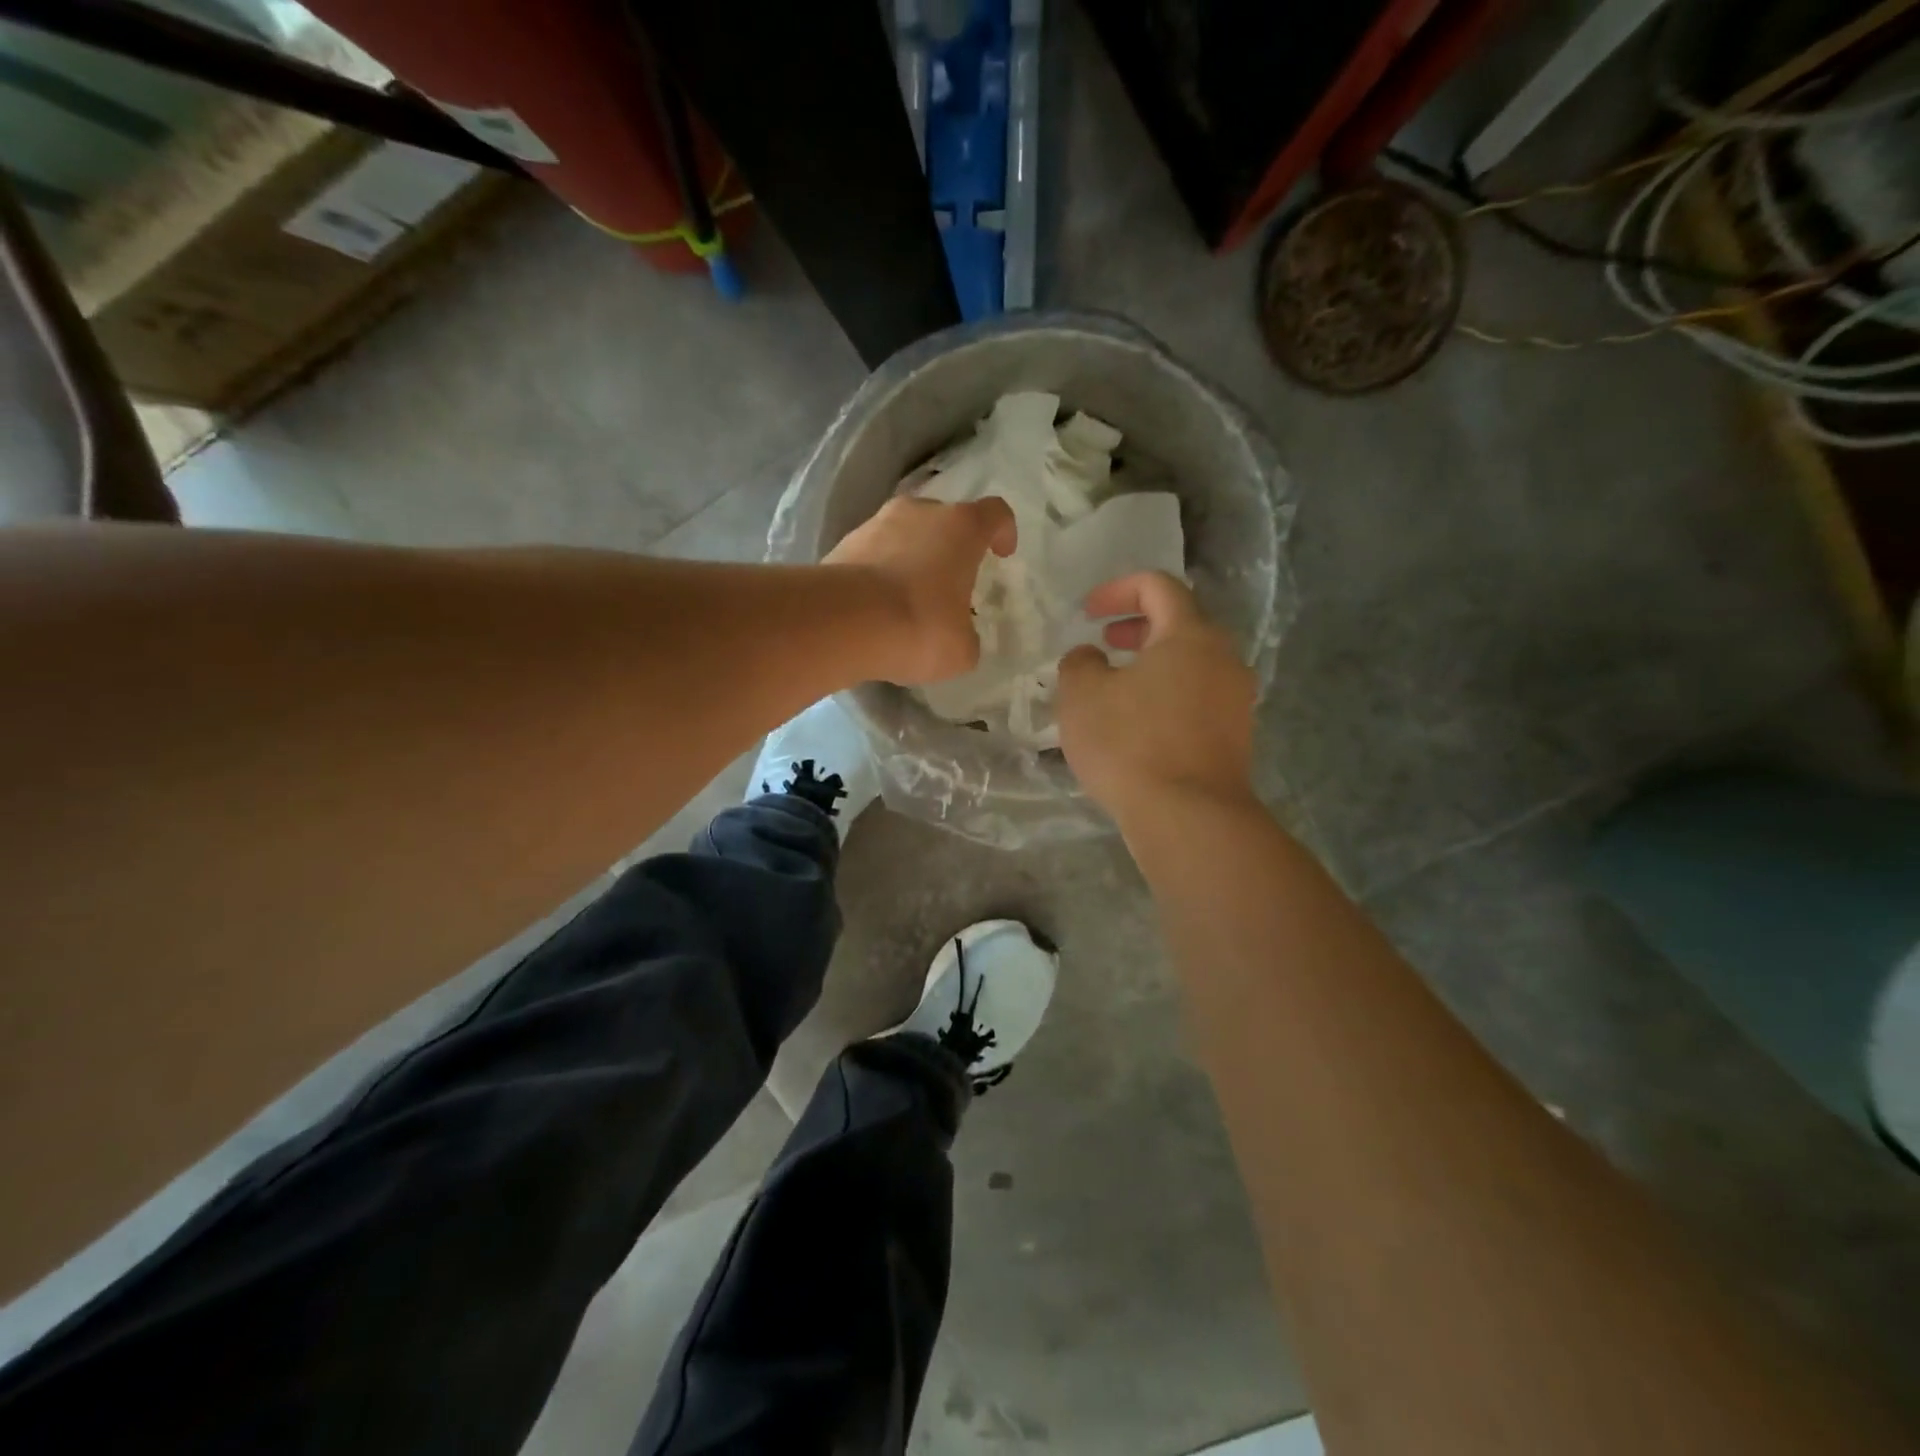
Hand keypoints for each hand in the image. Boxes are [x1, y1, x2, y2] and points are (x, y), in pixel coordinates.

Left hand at [824, 495, 1015, 685]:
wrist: (842, 622)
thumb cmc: (919, 626)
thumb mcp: (961, 650)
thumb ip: (967, 637)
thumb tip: (958, 637)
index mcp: (961, 528)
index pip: (995, 513)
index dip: (1003, 531)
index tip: (1002, 554)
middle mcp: (919, 512)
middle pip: (945, 519)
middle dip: (950, 547)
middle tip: (950, 584)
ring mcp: (875, 523)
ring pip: (904, 534)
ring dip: (911, 558)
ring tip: (908, 599)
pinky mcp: (842, 544)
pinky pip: (873, 554)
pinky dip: (880, 572)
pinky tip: (877, 607)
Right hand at [1057, 572, 1256, 820]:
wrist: (1190, 816)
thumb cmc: (1131, 744)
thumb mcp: (1082, 696)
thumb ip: (1080, 662)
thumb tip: (1091, 656)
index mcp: (1190, 634)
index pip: (1158, 586)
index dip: (1118, 589)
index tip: (1087, 613)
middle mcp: (1224, 658)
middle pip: (1181, 623)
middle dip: (1137, 626)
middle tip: (1105, 642)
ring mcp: (1236, 699)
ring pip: (1192, 663)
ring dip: (1152, 663)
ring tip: (1117, 687)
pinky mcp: (1236, 736)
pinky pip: (1199, 697)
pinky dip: (1168, 694)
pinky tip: (1140, 724)